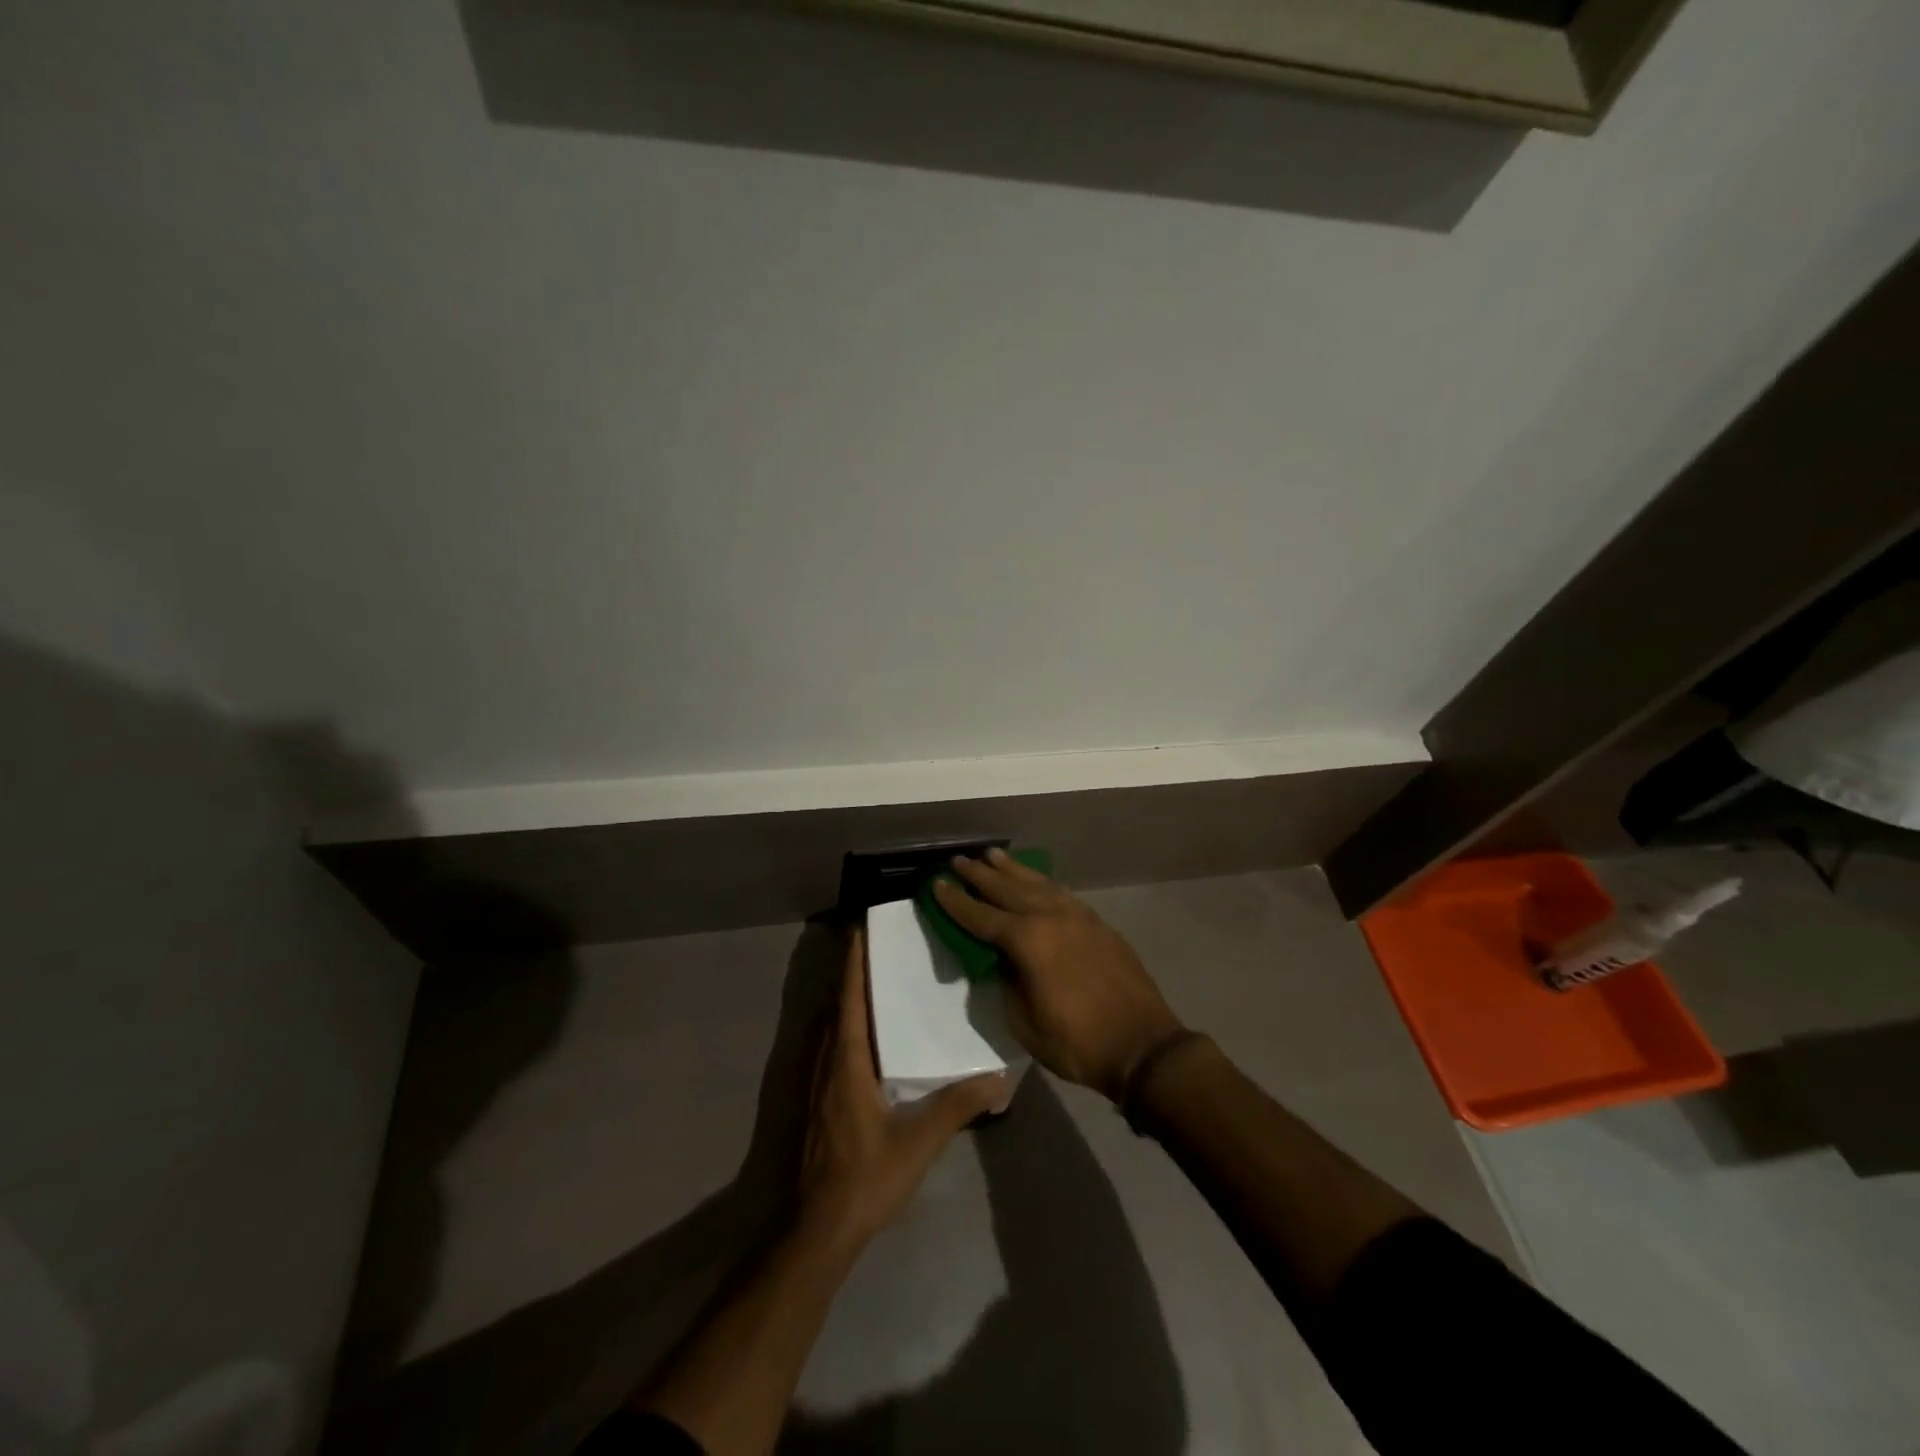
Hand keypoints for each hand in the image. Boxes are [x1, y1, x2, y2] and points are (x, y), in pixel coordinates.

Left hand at [798, 927, 1007, 1249]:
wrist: (818, 1230)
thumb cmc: (865, 1178)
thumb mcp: (918, 1142)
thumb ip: (957, 1107)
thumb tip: (999, 1079)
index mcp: (847, 1061)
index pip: (849, 998)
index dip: (853, 962)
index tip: (862, 928)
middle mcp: (827, 1063)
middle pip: (839, 1005)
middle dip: (854, 973)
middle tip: (883, 947)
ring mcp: (819, 1084)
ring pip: (834, 1027)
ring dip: (850, 999)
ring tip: (880, 981)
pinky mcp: (820, 1102)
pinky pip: (834, 1047)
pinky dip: (849, 1026)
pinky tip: (874, 1036)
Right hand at [933, 849, 1182, 1102]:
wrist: (1142, 1045)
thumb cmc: (1076, 1042)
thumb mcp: (1024, 1022)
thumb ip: (1007, 983)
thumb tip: (1003, 960)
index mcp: (1027, 941)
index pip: (980, 916)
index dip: (956, 902)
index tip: (936, 884)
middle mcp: (1050, 917)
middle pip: (1007, 890)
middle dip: (980, 875)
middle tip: (959, 860)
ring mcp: (1077, 917)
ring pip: (1037, 884)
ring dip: (1012, 870)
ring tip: (992, 855)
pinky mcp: (1097, 923)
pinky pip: (1061, 893)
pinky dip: (1042, 883)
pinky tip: (1036, 880)